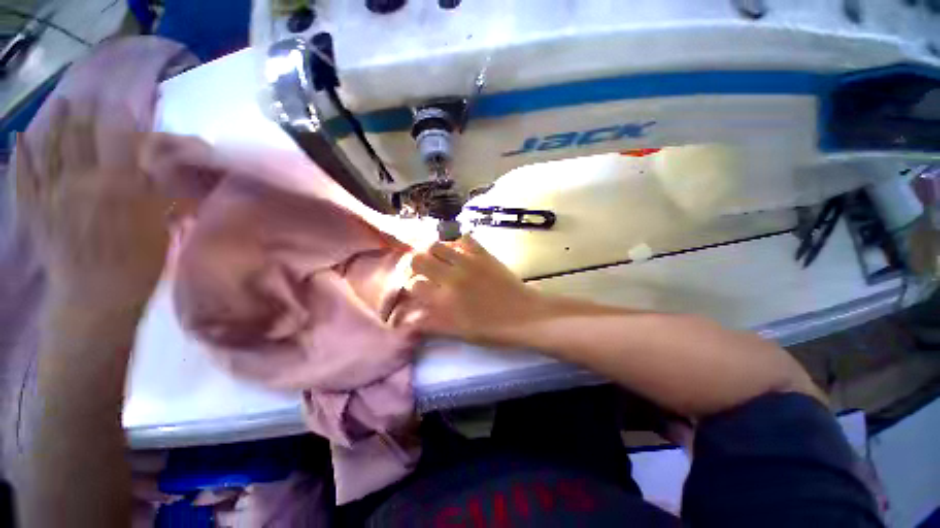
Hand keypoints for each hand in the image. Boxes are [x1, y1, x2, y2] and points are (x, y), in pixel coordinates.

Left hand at [14, 100, 173, 311]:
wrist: (97, 297)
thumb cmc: (139, 264)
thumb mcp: (160, 227)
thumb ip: (156, 192)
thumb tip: (156, 165)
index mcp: (118, 186)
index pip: (118, 138)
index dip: (120, 116)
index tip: (123, 103)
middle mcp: (81, 181)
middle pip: (81, 135)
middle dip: (86, 111)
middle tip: (90, 95)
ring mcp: (51, 193)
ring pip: (50, 147)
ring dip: (55, 121)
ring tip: (61, 103)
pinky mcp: (33, 209)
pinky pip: (23, 175)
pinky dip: (20, 154)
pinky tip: (19, 137)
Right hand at [401, 235, 542, 345]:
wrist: (524, 314)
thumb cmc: (492, 328)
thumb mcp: (459, 332)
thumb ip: (432, 323)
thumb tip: (409, 317)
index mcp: (445, 301)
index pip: (414, 284)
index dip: (412, 284)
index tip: (418, 286)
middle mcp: (452, 277)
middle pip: (418, 259)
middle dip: (416, 263)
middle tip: (423, 268)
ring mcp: (468, 262)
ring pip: (437, 245)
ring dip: (434, 251)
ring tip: (440, 258)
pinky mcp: (483, 254)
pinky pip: (464, 239)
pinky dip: (457, 243)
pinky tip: (460, 253)